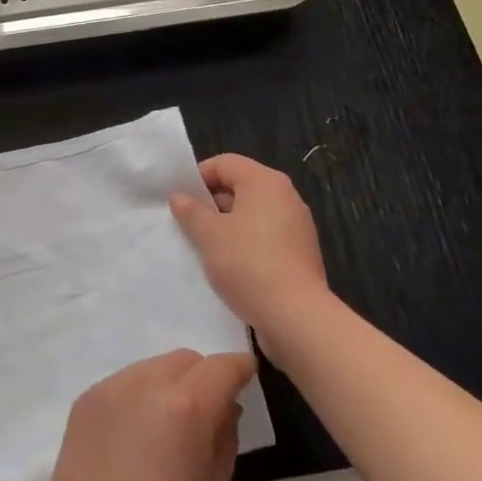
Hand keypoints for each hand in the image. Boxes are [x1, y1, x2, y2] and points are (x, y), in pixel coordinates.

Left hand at [44, 349, 254, 480]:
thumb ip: (225, 440)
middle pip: (184, 360)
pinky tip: (136, 437)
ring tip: (167, 428)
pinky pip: (122, 384)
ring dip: (169, 384)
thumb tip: (225, 408)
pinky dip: (138, 397)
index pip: (221, 367)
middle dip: (203, 377)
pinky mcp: (84, 401)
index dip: (239, 369)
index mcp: (185, 406)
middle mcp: (145, 383)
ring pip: (151, 367)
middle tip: (209, 413)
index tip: (248, 377)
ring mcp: (109, 389)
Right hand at [170, 153, 329, 337]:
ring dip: (229, 225)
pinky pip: (267, 235)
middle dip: (213, 203)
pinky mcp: (302, 252)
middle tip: (190, 225)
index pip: (225, 163)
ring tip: (207, 247)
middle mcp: (286, 196)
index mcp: (265, 181)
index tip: (181, 201)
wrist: (296, 317)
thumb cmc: (248, 264)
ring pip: (254, 213)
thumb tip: (179, 196)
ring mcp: (298, 225)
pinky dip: (248, 243)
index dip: (199, 177)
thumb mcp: (209, 235)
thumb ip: (191, 211)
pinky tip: (232, 265)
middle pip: (241, 186)